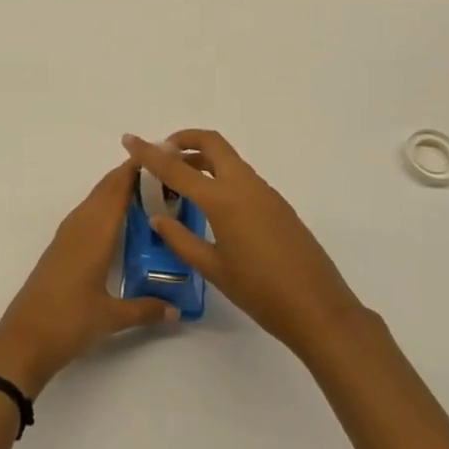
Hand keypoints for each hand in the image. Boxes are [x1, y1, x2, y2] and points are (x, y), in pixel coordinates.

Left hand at [0, 158, 179, 398]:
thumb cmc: (68, 322)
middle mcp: (80, 226)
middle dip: (130, 174)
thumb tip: (177, 310)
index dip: (135, 169)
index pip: (117, 189)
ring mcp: (67, 236)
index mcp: (95, 233)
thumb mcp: (111, 317)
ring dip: (116, 188)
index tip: (159, 154)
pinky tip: (117, 220)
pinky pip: (86, 214)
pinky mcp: (60, 248)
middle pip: (105, 188)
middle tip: (162, 169)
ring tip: (146, 189)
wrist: (23, 339)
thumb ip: (146, 310)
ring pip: (95, 200)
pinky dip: (104, 206)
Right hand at [122, 130, 364, 359]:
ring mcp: (265, 193)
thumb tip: (159, 217)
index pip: (177, 167)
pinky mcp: (277, 205)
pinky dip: (220, 177)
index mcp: (223, 200)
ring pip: (228, 160)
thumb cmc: (260, 292)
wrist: (319, 309)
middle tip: (162, 153)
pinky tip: (211, 205)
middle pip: (212, 143)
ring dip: (202, 159)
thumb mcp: (214, 269)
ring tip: (181, 181)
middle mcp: (245, 185)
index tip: (129, 139)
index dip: (149, 153)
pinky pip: (242, 178)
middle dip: (184, 140)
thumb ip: (182, 239)